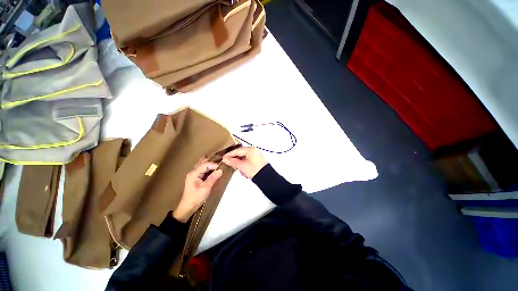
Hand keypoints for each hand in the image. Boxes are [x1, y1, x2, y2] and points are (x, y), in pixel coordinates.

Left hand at [173, 161, 222, 221]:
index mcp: (194, 173)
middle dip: (212, 161)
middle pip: (203, 162)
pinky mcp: (195, 178)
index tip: (223, 167)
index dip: (214, 164)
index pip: (206, 164)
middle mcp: (193, 172)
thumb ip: (213, 178)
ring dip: (209, 163)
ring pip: (202, 164)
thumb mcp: (205, 188)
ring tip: (218, 162)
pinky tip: (212, 167)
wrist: (187, 207)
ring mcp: (193, 174)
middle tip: (221, 161)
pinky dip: (208, 167)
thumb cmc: (196, 198)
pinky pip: (202, 169)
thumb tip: (221, 170)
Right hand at [222, 146, 266, 178]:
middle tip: (232, 166)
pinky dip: (246, 167)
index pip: (237, 151)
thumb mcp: (242, 166)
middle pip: (241, 155)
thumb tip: (225, 159)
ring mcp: (256, 156)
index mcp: (251, 150)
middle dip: (237, 162)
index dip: (229, 155)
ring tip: (242, 173)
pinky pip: (248, 163)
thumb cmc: (254, 170)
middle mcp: (254, 151)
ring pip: (244, 160)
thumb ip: (233, 162)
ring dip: (241, 166)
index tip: (223, 158)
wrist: (267, 178)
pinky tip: (246, 174)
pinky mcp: (257, 161)